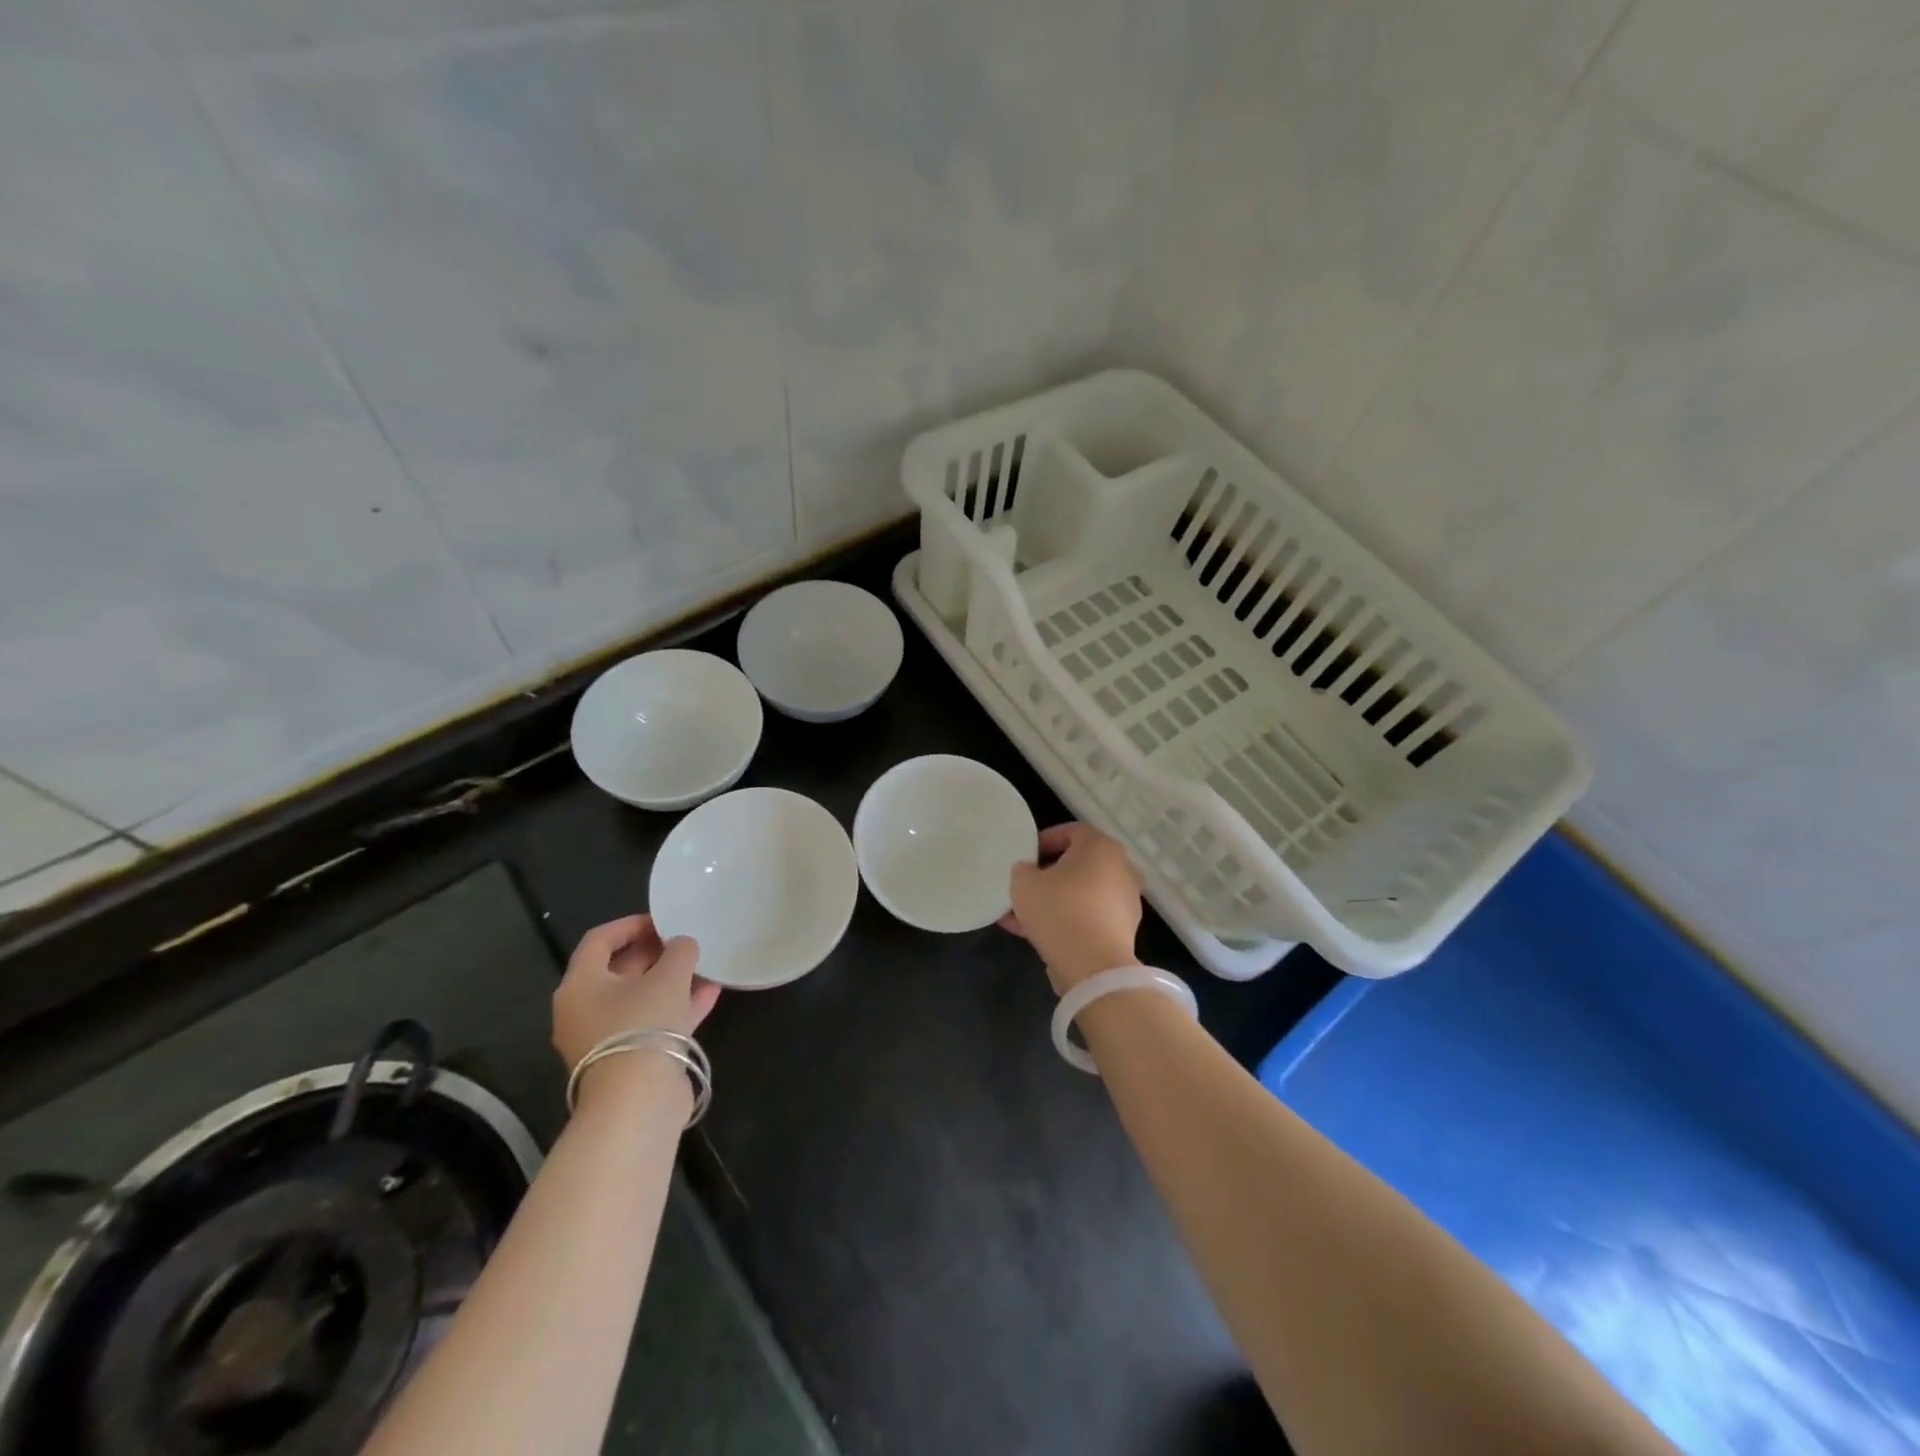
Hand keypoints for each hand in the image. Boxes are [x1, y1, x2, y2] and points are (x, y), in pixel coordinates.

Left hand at [553, 915, 718, 1072]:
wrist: (638, 1101)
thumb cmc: (643, 1024)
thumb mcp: (668, 976)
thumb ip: (679, 951)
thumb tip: (682, 944)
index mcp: (580, 985)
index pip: (599, 940)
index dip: (631, 924)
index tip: (663, 920)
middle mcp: (584, 1010)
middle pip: (618, 970)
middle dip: (654, 953)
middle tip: (685, 940)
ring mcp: (606, 1038)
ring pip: (639, 998)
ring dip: (671, 980)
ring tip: (704, 964)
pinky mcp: (628, 1059)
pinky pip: (652, 1022)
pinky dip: (677, 1005)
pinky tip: (710, 992)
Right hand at [999, 823, 1143, 992]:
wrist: (1094, 967)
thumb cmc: (1059, 910)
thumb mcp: (1024, 882)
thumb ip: (1023, 870)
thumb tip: (1030, 873)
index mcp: (1101, 848)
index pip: (1072, 831)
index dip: (1045, 840)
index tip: (1026, 856)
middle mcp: (1120, 869)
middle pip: (1078, 865)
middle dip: (1047, 876)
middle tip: (1023, 887)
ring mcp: (1124, 902)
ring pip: (1080, 895)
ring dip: (1051, 902)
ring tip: (1018, 916)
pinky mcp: (1122, 931)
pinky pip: (1087, 918)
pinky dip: (1064, 922)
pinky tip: (1032, 935)